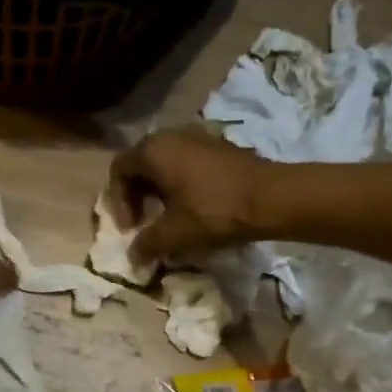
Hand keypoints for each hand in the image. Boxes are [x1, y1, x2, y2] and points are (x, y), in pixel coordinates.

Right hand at [110, 128, 272, 266]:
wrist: (273, 197)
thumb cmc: (214, 211)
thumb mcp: (175, 234)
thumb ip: (147, 244)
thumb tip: (133, 256)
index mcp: (153, 150)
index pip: (119, 170)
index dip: (118, 201)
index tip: (132, 228)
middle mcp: (171, 135)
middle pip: (141, 163)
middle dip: (138, 194)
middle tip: (145, 221)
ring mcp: (199, 136)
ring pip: (166, 161)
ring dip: (161, 188)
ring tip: (170, 215)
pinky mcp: (221, 145)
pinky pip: (188, 161)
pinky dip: (182, 182)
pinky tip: (195, 205)